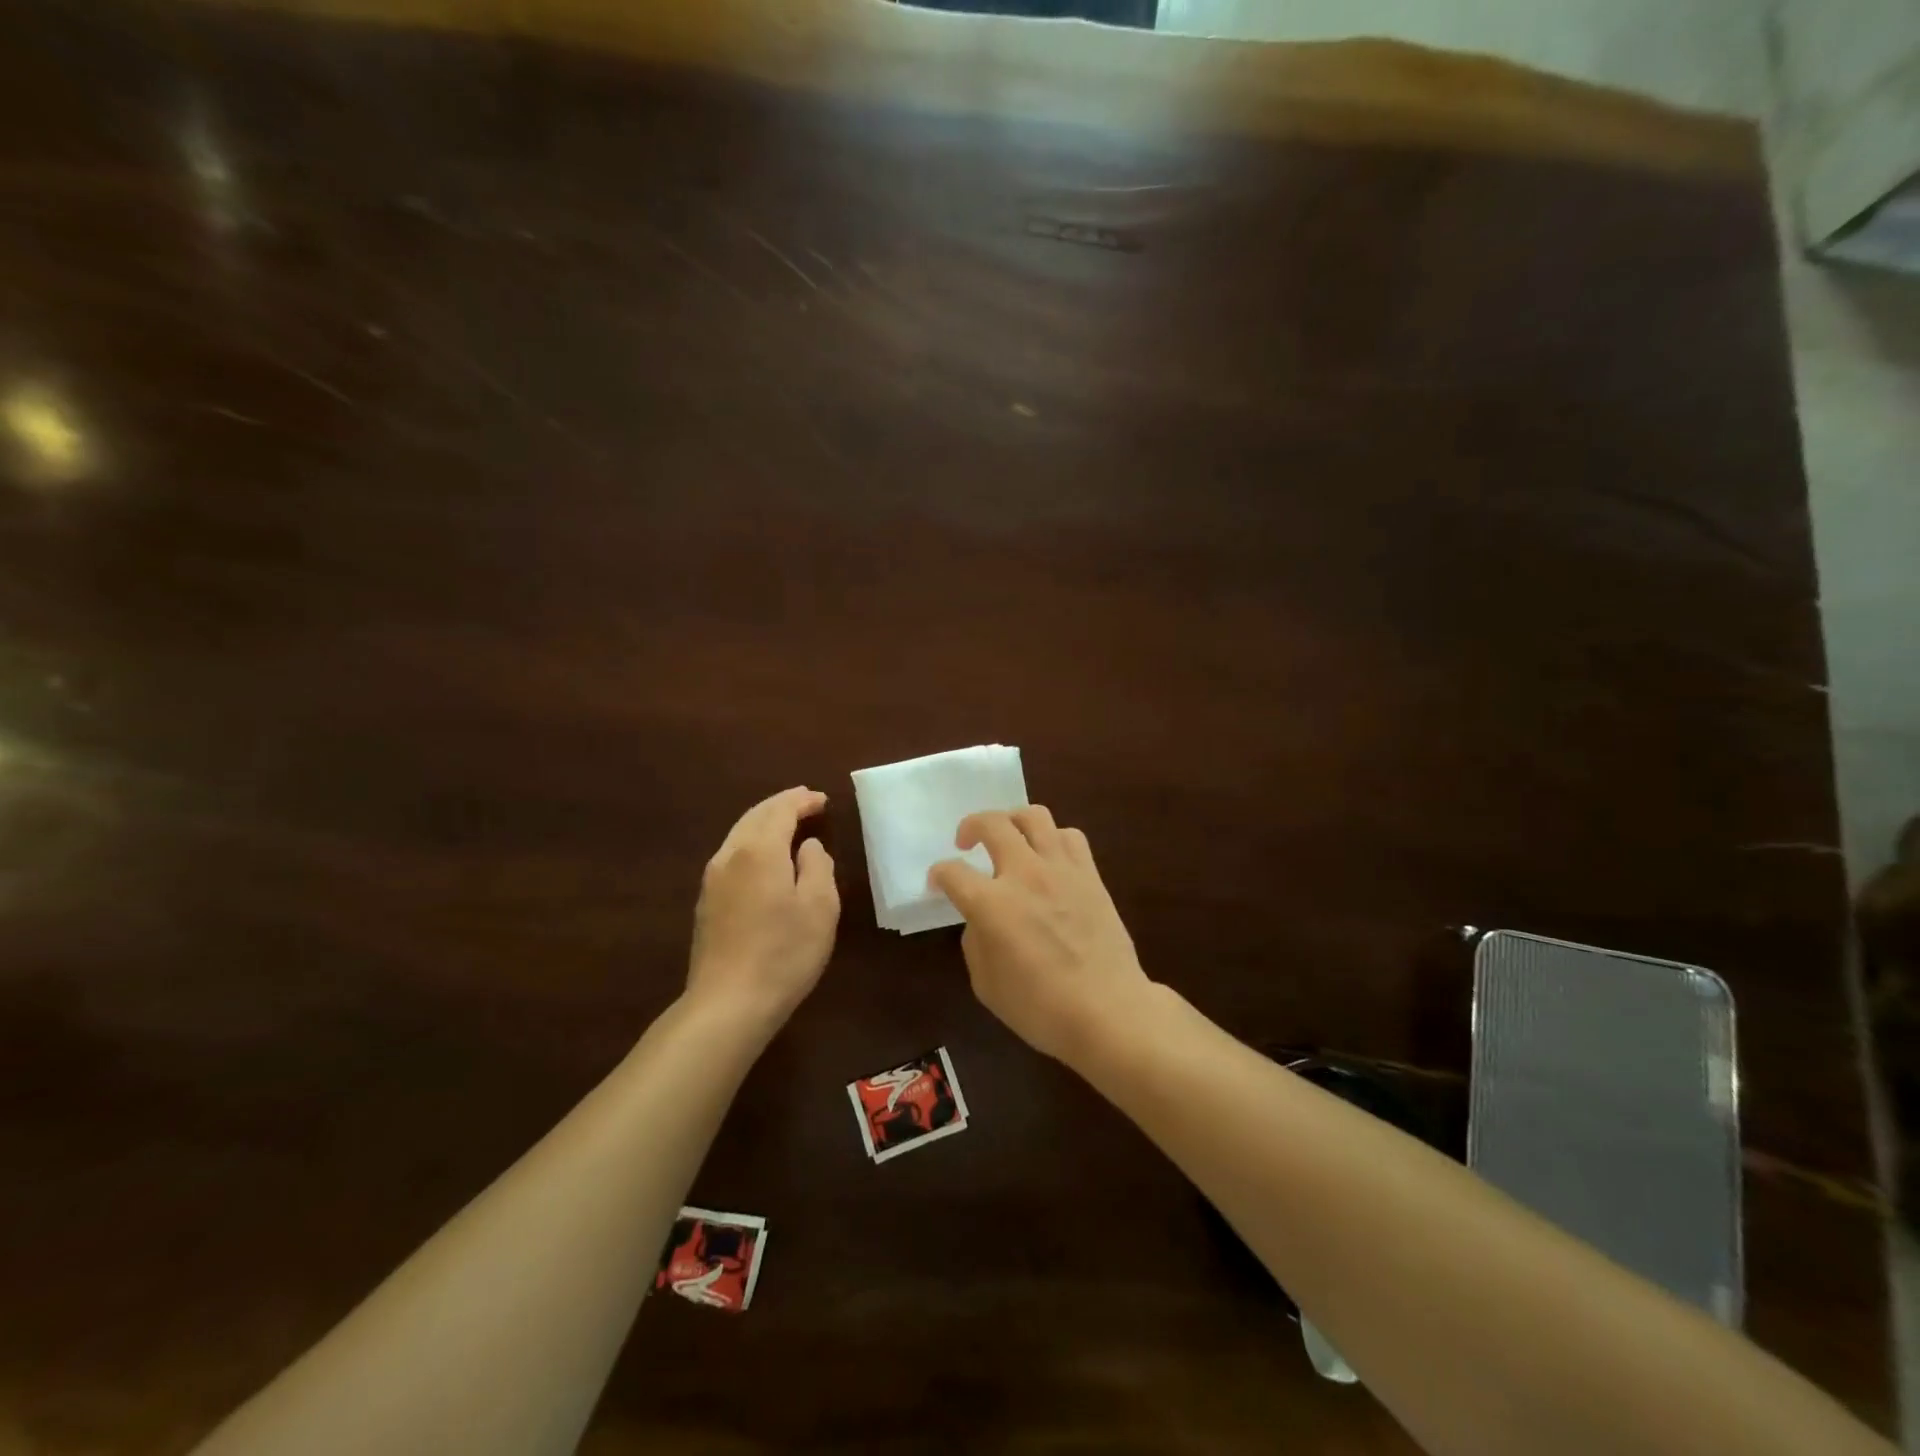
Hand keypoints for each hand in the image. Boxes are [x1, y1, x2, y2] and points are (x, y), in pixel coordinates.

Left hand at [687, 787, 839, 1027]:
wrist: (727, 1004)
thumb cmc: (784, 953)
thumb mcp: (820, 907)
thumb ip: (818, 866)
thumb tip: (808, 846)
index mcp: (760, 850)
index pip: (780, 810)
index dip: (802, 800)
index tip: (822, 799)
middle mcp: (730, 855)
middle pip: (755, 816)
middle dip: (781, 805)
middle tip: (805, 802)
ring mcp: (712, 880)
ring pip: (739, 834)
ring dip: (764, 822)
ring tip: (788, 824)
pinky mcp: (706, 903)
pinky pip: (732, 855)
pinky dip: (752, 843)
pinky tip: (764, 858)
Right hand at [928, 807, 1152, 1063]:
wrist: (1108, 1011)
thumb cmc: (1041, 1008)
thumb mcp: (986, 984)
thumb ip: (976, 941)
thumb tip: (981, 919)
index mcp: (991, 904)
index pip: (952, 872)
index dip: (938, 874)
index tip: (938, 883)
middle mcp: (1024, 874)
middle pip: (991, 823)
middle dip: (971, 826)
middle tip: (966, 842)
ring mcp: (1061, 869)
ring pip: (1034, 815)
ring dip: (1012, 820)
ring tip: (1009, 837)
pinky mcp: (1090, 874)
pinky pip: (1069, 835)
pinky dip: (1052, 838)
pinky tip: (1048, 857)